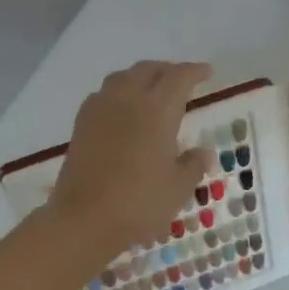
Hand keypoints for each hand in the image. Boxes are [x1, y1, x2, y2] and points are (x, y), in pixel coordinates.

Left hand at [45, 60, 212, 261]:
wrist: (84, 219)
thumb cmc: (140, 203)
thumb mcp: (178, 188)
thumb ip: (193, 164)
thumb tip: (202, 151)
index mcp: (158, 110)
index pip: (179, 77)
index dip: (195, 71)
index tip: (207, 73)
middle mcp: (129, 99)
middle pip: (148, 70)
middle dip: (168, 70)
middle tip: (181, 80)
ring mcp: (101, 109)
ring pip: (123, 77)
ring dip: (141, 76)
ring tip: (151, 89)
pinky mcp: (81, 124)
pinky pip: (104, 94)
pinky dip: (119, 92)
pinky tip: (123, 110)